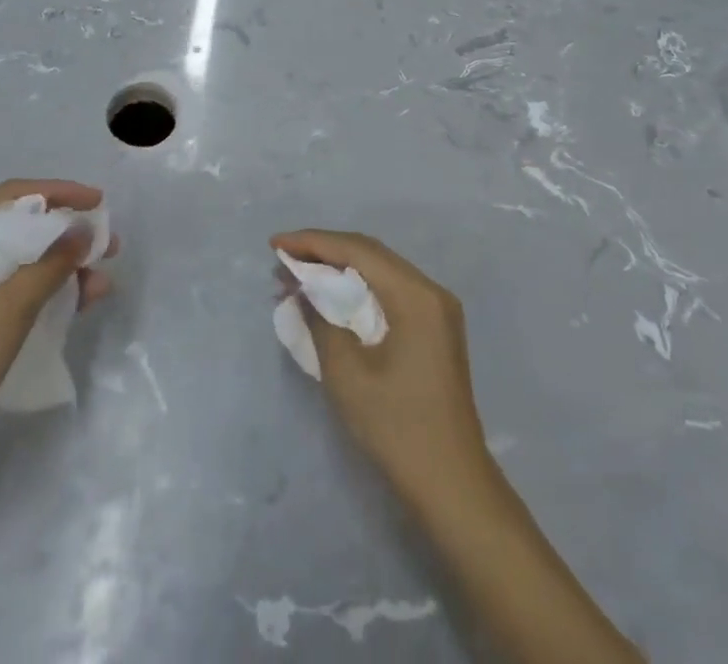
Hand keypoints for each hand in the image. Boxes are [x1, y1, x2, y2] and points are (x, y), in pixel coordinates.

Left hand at [0, 180, 116, 497]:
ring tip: (99, 285)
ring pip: (13, 263)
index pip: (12, 196)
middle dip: (65, 235)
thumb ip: (47, 268)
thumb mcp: (4, 315)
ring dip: (57, 269)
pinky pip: (3, 292)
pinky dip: (37, 294)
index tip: (100, 204)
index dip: (60, 193)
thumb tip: (82, 231)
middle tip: (106, 248)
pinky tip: (70, 307)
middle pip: (15, 227)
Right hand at [271, 229, 491, 505]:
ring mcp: (436, 310)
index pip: (358, 250)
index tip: (275, 244)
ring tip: (298, 275)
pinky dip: (357, 290)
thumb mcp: (347, 373)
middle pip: (370, 254)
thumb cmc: (398, 428)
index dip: (313, 242)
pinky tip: (330, 298)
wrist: (452, 486)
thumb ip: (321, 320)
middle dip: (323, 252)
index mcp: (416, 295)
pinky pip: (389, 292)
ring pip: (379, 271)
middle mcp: (430, 291)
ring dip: (338, 270)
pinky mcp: (433, 329)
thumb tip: (302, 288)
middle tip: (282, 258)